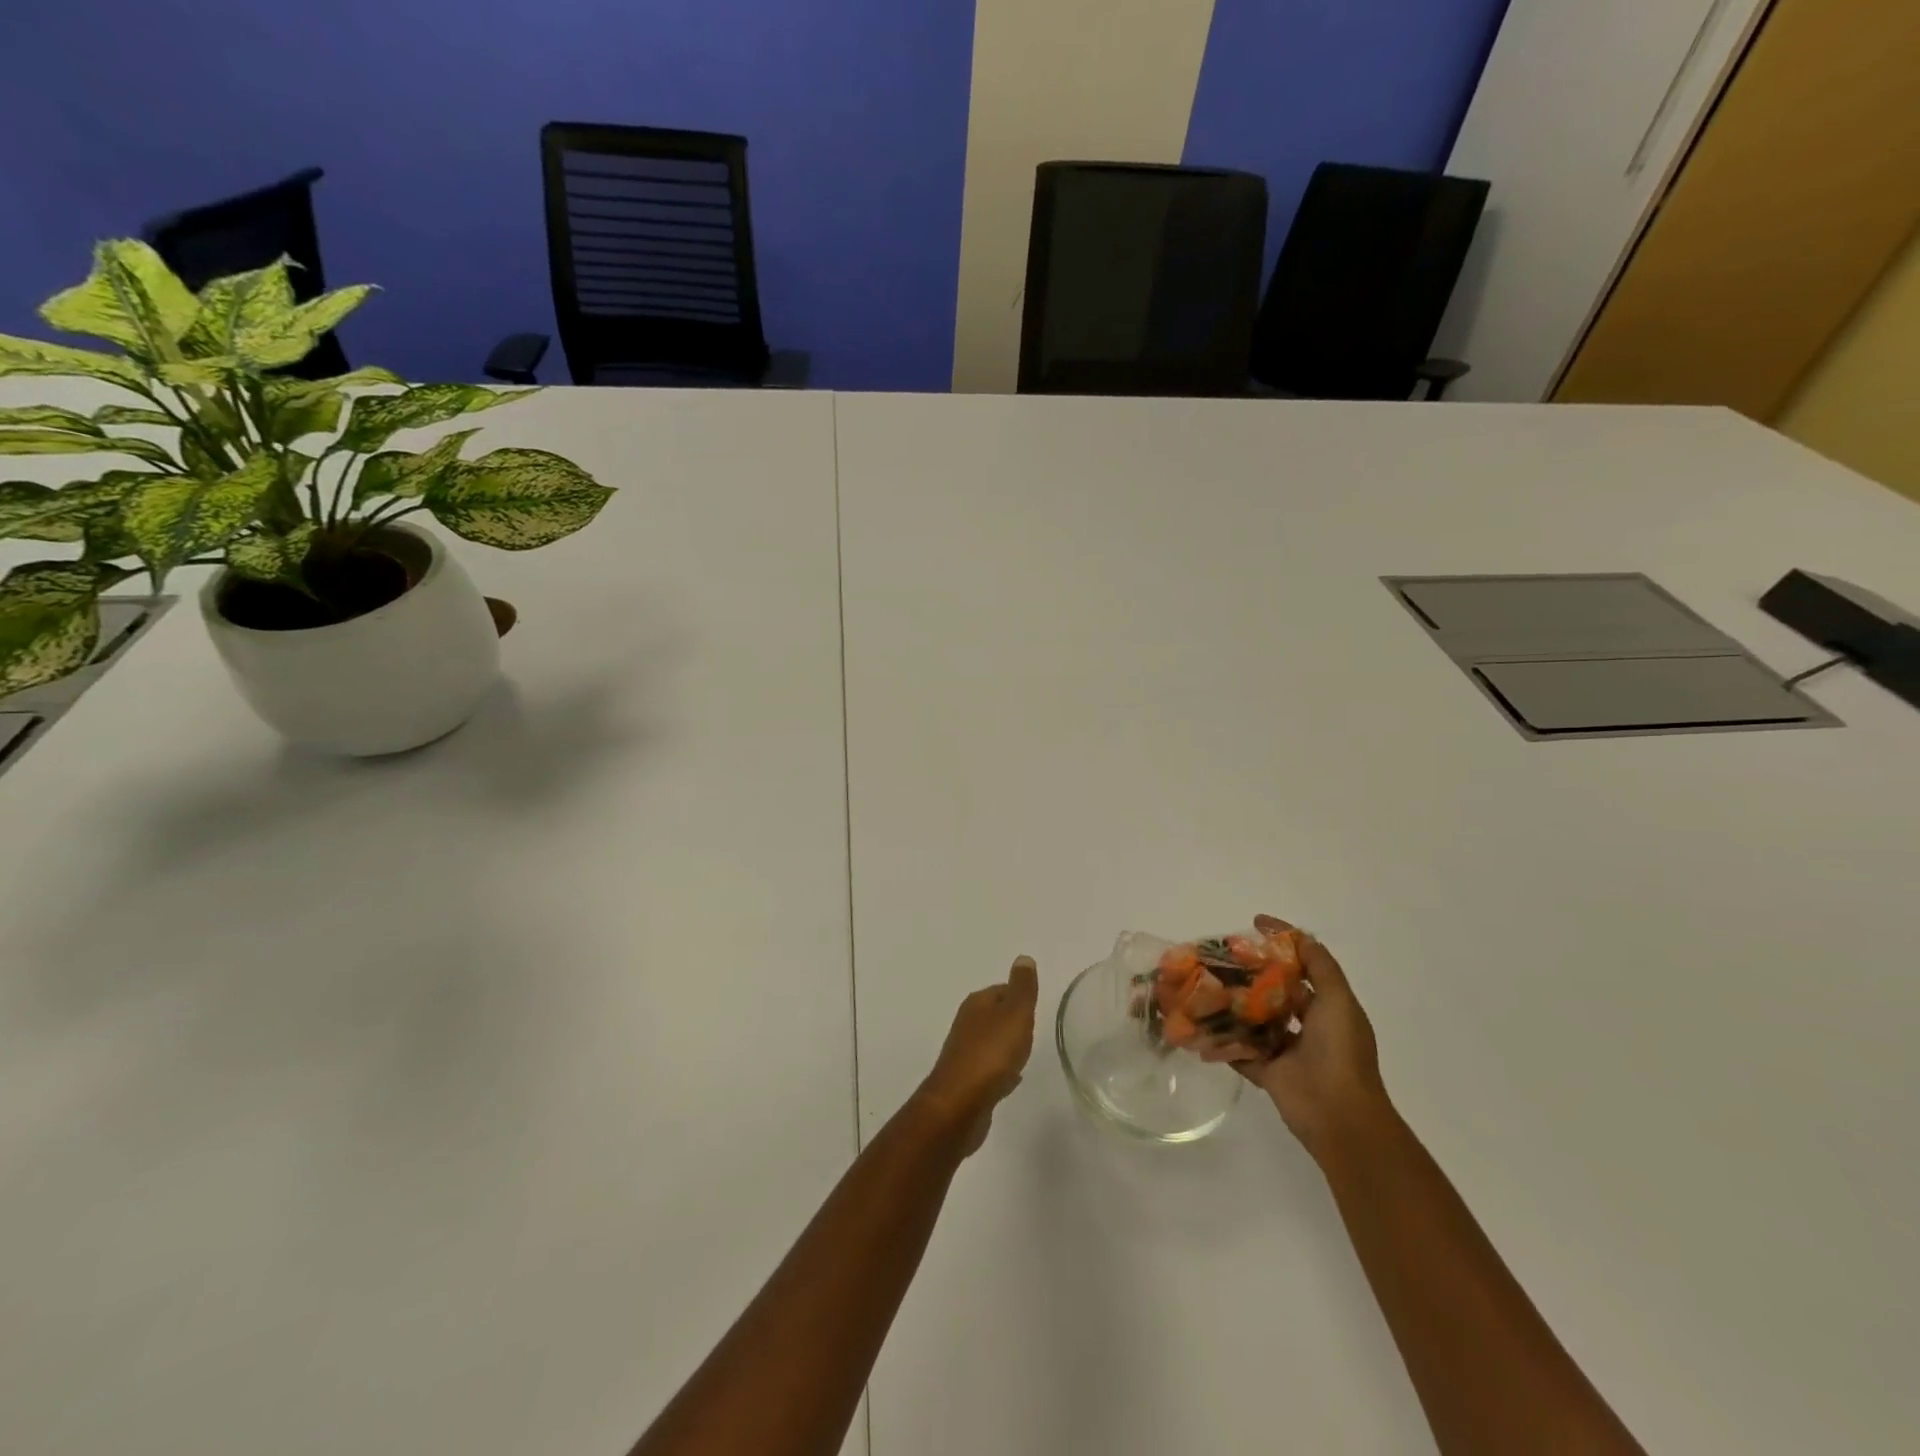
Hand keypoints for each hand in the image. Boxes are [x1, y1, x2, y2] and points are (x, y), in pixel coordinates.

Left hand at [917, 956, 1039, 1153]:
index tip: (1036, 1008)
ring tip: (1025, 1053)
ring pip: (991, 1041)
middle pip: (995, 1014)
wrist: (960, 1104)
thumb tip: (1023, 958)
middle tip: (1034, 1030)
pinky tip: (1012, 1079)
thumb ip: (1022, 988)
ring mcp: (964, 1052)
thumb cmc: (991, 1054)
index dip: (1020, 996)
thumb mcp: (1015, 1014)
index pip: (1002, 990)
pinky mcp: (966, 1080)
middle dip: (1013, 1020)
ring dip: (1007, 1045)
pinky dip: (1001, 1068)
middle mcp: (967, 1023)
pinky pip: (989, 1067)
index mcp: (977, 1003)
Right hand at [1203, 916, 1391, 1161]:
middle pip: (1274, 990)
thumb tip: (1296, 935)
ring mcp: (1286, 1050)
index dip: (1281, 941)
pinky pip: (1240, 1051)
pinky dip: (1222, 1039)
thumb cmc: (1340, 1051)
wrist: (1338, 1115)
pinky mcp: (1267, 1072)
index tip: (1253, 922)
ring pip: (1254, 1019)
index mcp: (1328, 1007)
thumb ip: (1320, 966)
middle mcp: (1308, 1026)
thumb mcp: (1338, 1000)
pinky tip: (1199, 1021)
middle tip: (1218, 954)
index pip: (1303, 965)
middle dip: (1249, 972)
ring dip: (1233, 1003)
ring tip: (1204, 983)